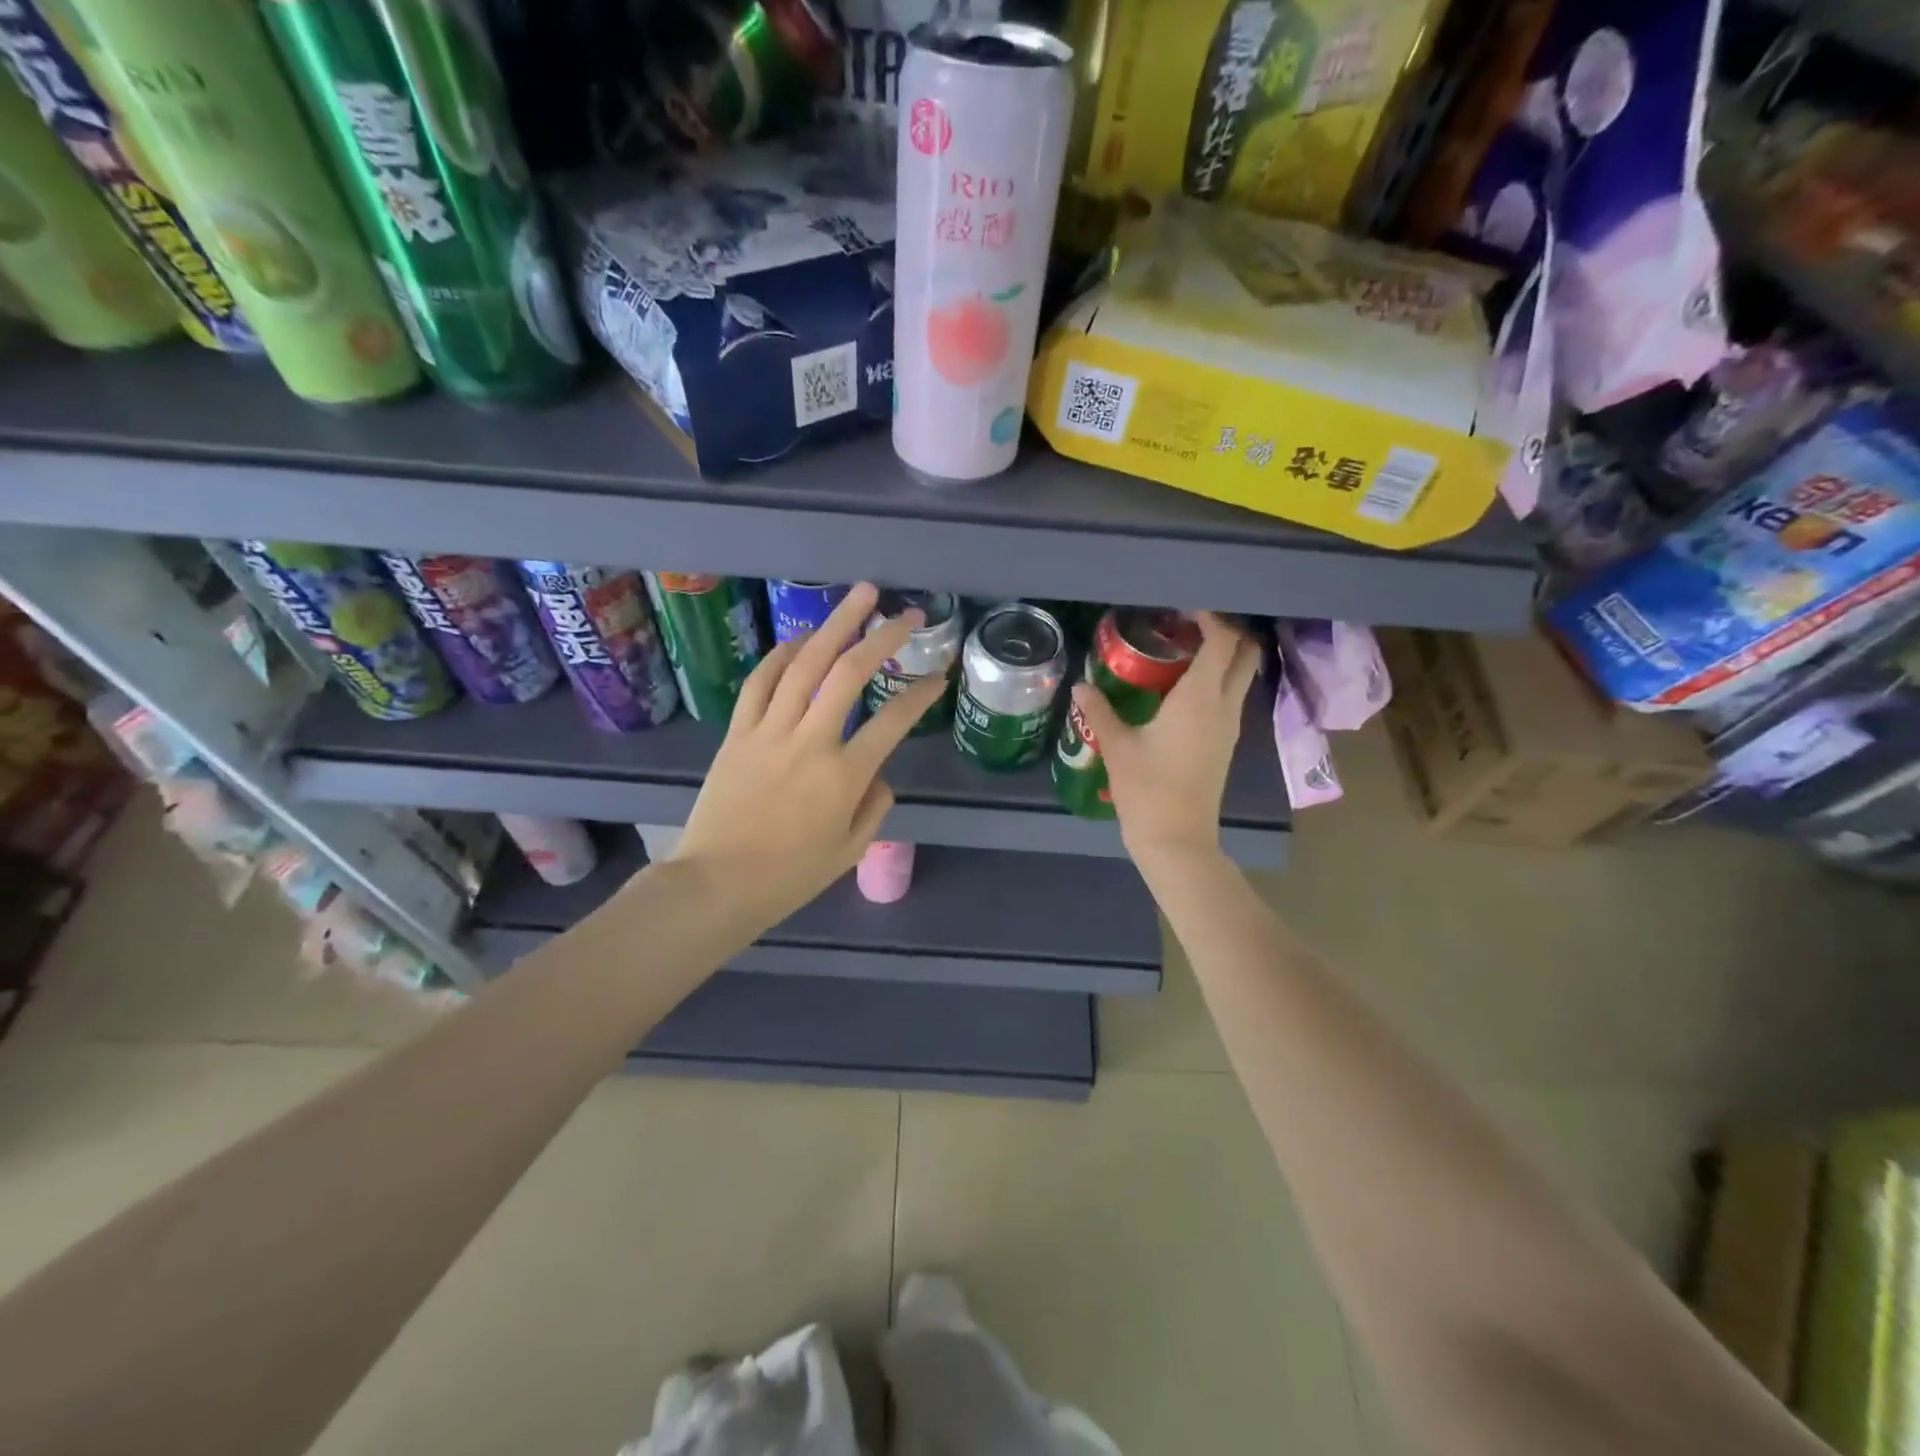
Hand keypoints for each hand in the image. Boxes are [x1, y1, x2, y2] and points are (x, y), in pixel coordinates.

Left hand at [669, 583, 949, 931]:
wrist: (716, 884)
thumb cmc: (789, 876)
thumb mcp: (851, 850)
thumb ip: (875, 805)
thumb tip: (877, 772)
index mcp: (844, 776)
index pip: (893, 721)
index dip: (920, 694)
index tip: (938, 677)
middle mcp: (810, 741)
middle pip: (849, 673)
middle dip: (883, 636)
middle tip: (908, 613)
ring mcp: (769, 731)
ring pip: (804, 664)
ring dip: (835, 625)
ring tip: (860, 595)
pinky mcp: (738, 732)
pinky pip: (761, 681)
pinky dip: (782, 654)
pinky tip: (801, 639)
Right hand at [1071, 611, 1259, 870]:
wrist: (1177, 838)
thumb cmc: (1146, 789)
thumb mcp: (1117, 746)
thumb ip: (1099, 711)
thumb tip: (1080, 685)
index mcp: (1200, 698)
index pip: (1222, 642)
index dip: (1210, 619)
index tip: (1184, 608)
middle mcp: (1224, 706)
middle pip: (1245, 655)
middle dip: (1227, 632)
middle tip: (1189, 625)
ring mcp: (1230, 727)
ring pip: (1241, 677)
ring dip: (1223, 656)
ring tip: (1182, 651)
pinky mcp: (1226, 744)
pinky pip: (1230, 697)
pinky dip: (1217, 680)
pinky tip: (1182, 688)